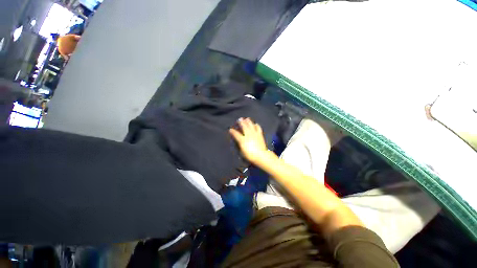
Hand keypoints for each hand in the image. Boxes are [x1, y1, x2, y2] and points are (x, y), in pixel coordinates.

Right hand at [229, 118, 268, 164]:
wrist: (261, 155)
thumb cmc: (250, 155)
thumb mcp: (242, 151)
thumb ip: (240, 145)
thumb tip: (239, 141)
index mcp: (242, 139)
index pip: (236, 134)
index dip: (232, 131)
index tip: (230, 129)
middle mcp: (248, 135)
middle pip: (244, 126)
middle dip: (241, 122)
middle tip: (239, 119)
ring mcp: (254, 134)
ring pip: (251, 125)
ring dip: (248, 121)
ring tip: (246, 119)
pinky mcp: (259, 134)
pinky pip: (258, 128)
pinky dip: (256, 125)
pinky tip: (256, 124)